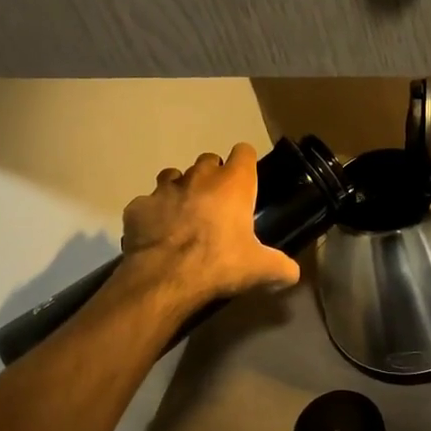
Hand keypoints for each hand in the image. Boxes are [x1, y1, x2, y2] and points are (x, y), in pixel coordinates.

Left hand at [117, 143, 300, 307]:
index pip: (244, 152)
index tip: (247, 182)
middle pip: (208, 160)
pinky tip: (156, 235)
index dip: (245, 164)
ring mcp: (164, 189)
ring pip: (173, 176)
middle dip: (212, 176)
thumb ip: (281, 267)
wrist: (164, 279)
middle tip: (217, 205)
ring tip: (184, 215)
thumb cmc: (219, 264)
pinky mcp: (138, 206)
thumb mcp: (260, 270)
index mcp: (233, 184)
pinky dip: (152, 215)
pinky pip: (146, 204)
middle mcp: (199, 177)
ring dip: (180, 189)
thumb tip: (293, 274)